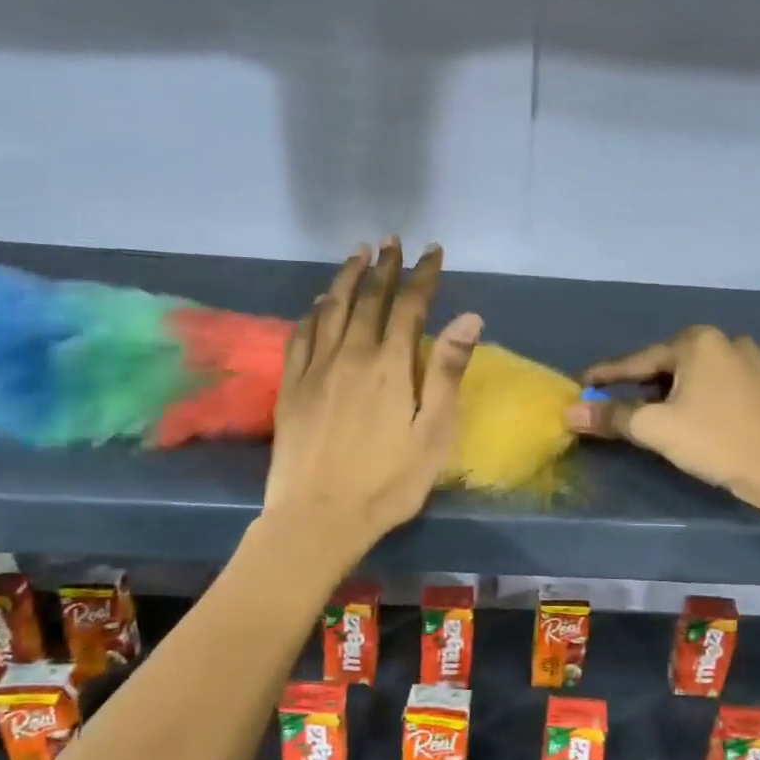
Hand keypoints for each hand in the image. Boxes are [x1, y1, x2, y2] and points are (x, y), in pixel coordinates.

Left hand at [264, 240, 481, 550]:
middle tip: (392, 241)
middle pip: (368, 299)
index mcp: (391, 367)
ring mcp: (316, 369)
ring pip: (332, 309)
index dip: (423, 275)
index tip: (433, 251)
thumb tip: (468, 318)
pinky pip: (301, 335)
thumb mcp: (433, 433)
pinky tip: (319, 303)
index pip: (409, 306)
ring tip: (358, 255)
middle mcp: (351, 356)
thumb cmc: (388, 482)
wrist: (319, 517)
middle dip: (384, 267)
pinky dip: (313, 312)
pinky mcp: (291, 387)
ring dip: (347, 279)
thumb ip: (448, 373)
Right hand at [561, 326, 759, 513]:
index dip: (609, 375)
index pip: (640, 361)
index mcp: (698, 343)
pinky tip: (729, 420)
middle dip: (655, 384)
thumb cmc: (716, 441)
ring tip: (685, 417)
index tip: (586, 384)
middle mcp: (733, 342)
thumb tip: (571, 412)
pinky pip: (748, 390)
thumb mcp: (656, 429)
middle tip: (636, 408)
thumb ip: (612, 417)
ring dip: (695, 391)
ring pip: (717, 375)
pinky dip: (731, 402)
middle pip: (679, 365)